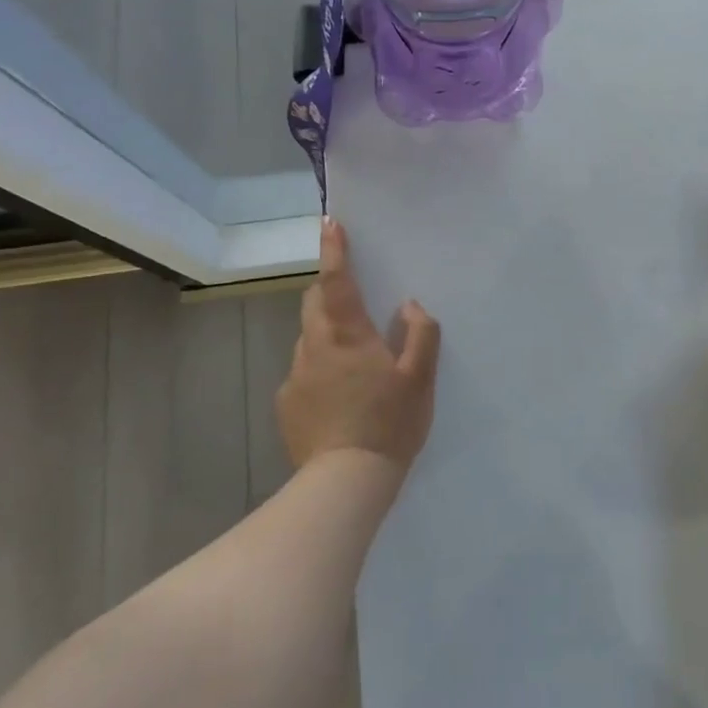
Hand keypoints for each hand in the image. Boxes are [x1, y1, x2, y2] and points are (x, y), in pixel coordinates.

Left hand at [278, 219, 440, 472]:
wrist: (345, 484)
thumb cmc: (388, 423)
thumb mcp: (420, 378)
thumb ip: (421, 334)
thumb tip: (410, 306)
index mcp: (347, 334)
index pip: (337, 280)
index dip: (334, 250)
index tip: (330, 223)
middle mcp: (313, 347)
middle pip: (314, 303)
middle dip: (328, 291)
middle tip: (354, 300)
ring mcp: (295, 377)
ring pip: (309, 339)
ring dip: (327, 335)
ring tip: (355, 362)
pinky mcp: (286, 405)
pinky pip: (304, 372)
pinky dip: (320, 370)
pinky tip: (340, 398)